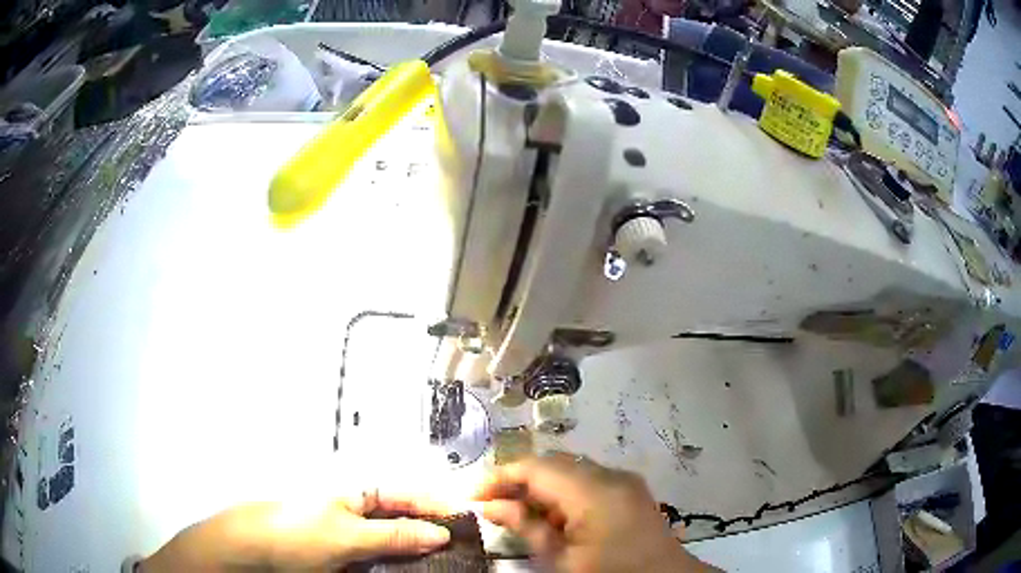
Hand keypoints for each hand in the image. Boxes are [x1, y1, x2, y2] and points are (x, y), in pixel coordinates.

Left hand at [141, 491, 452, 571]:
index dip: (441, 506)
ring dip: (423, 553)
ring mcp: (357, 535)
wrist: (258, 549)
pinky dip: (404, 565)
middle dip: (437, 533)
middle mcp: (363, 511)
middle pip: (410, 520)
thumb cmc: (299, 532)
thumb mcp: (349, 535)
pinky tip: (417, 572)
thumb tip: (440, 533)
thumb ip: (395, 535)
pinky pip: (386, 558)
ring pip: (400, 542)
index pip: (412, 495)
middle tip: (466, 549)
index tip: (471, 522)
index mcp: (362, 493)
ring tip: (449, 562)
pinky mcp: (352, 555)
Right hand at [474, 453, 717, 572]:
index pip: (536, 468)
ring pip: (570, 472)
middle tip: (491, 504)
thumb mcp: (562, 560)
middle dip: (519, 481)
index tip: (473, 494)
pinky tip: (554, 518)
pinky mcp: (631, 490)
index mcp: (593, 491)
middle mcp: (611, 474)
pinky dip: (564, 494)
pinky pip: (589, 481)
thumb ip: (526, 527)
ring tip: (518, 514)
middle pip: (553, 465)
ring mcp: (625, 480)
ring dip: (542, 488)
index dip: (500, 476)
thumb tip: (491, 506)